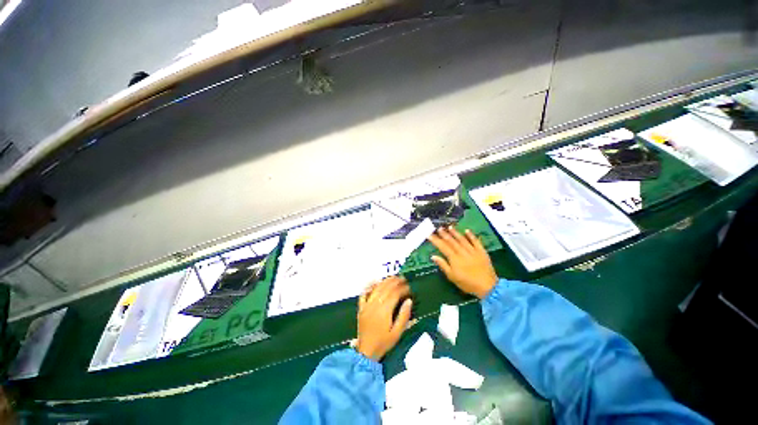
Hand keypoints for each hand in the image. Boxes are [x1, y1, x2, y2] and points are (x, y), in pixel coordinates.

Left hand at [356, 276, 412, 360]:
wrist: (366, 352)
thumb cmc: (383, 343)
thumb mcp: (397, 333)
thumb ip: (404, 316)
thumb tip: (409, 301)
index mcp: (384, 311)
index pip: (394, 294)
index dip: (402, 288)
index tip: (409, 287)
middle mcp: (375, 305)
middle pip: (385, 288)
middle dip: (395, 282)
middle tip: (402, 278)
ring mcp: (366, 305)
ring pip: (376, 289)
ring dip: (385, 281)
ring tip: (392, 278)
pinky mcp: (361, 308)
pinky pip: (364, 294)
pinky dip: (369, 286)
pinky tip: (374, 282)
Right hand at [428, 227, 498, 298]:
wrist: (488, 287)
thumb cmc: (467, 283)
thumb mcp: (452, 277)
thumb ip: (443, 265)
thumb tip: (433, 256)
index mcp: (454, 259)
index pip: (443, 247)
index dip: (436, 240)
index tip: (430, 235)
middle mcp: (462, 252)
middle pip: (452, 241)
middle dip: (444, 234)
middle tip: (439, 228)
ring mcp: (473, 251)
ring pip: (462, 239)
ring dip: (455, 233)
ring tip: (450, 227)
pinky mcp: (481, 251)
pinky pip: (476, 241)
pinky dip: (471, 235)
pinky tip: (467, 230)